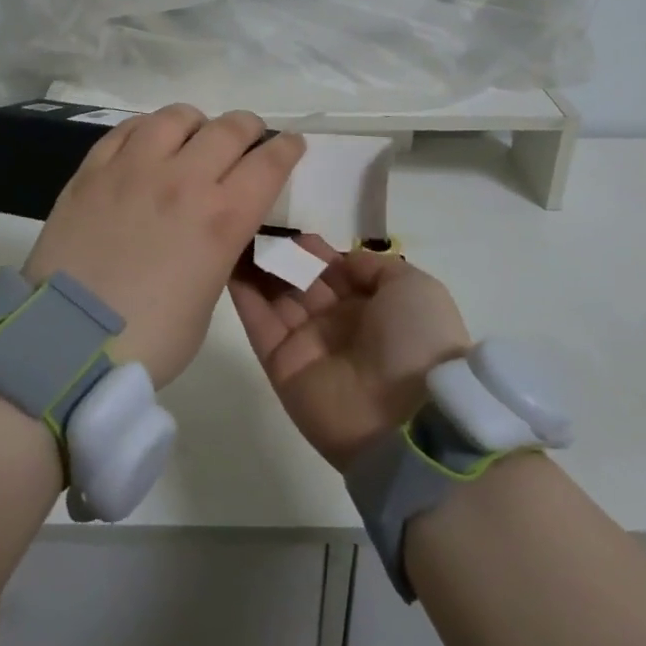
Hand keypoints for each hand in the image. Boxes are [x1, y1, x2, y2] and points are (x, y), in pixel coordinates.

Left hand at [24, 104, 304, 388]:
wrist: (66, 343)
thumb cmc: (148, 339)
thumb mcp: (206, 299)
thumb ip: (217, 251)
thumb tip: (210, 228)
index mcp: (222, 219)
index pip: (269, 163)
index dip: (286, 148)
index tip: (290, 143)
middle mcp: (183, 181)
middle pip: (229, 129)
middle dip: (248, 128)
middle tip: (248, 138)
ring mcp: (133, 169)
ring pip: (176, 117)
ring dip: (196, 123)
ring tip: (193, 137)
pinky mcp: (92, 171)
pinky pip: (127, 129)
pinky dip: (147, 129)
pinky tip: (147, 142)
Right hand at [231, 242, 470, 470]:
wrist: (408, 417)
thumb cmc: (417, 341)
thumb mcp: (414, 288)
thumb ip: (374, 267)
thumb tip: (341, 261)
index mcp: (372, 307)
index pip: (334, 270)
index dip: (314, 250)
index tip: (291, 229)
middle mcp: (338, 324)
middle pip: (302, 281)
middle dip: (282, 255)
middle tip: (258, 228)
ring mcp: (307, 345)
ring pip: (276, 297)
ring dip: (258, 267)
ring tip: (236, 234)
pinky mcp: (280, 365)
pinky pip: (258, 323)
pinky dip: (242, 294)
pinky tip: (228, 261)